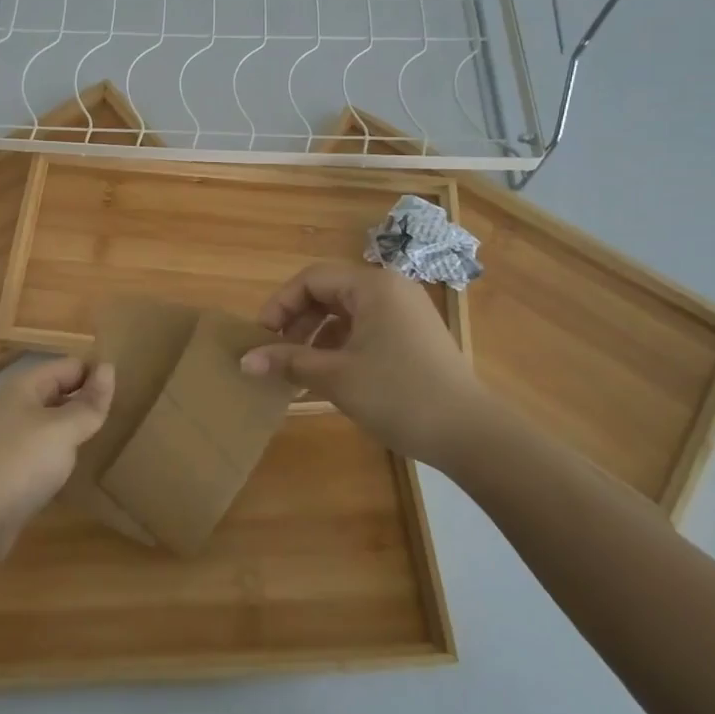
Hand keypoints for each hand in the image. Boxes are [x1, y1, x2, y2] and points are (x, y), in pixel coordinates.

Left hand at [0, 358, 112, 559]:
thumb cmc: (18, 463)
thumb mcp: (62, 429)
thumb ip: (88, 403)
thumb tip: (109, 368)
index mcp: (25, 386)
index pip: (70, 366)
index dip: (97, 375)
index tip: (130, 392)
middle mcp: (14, 407)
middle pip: (59, 393)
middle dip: (87, 402)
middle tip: (126, 416)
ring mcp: (8, 440)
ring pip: (50, 425)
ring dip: (74, 431)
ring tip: (106, 440)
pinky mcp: (6, 472)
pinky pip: (40, 453)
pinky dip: (58, 458)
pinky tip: (74, 470)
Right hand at [241, 262, 498, 467]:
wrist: (470, 434)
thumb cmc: (398, 394)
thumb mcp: (335, 377)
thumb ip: (287, 361)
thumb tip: (243, 360)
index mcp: (372, 285)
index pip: (311, 279)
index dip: (280, 305)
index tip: (261, 338)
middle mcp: (390, 288)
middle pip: (328, 292)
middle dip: (297, 321)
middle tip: (277, 354)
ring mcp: (406, 312)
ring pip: (346, 312)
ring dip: (316, 336)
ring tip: (299, 369)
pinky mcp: (414, 336)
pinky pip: (365, 328)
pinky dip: (340, 345)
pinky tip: (328, 376)